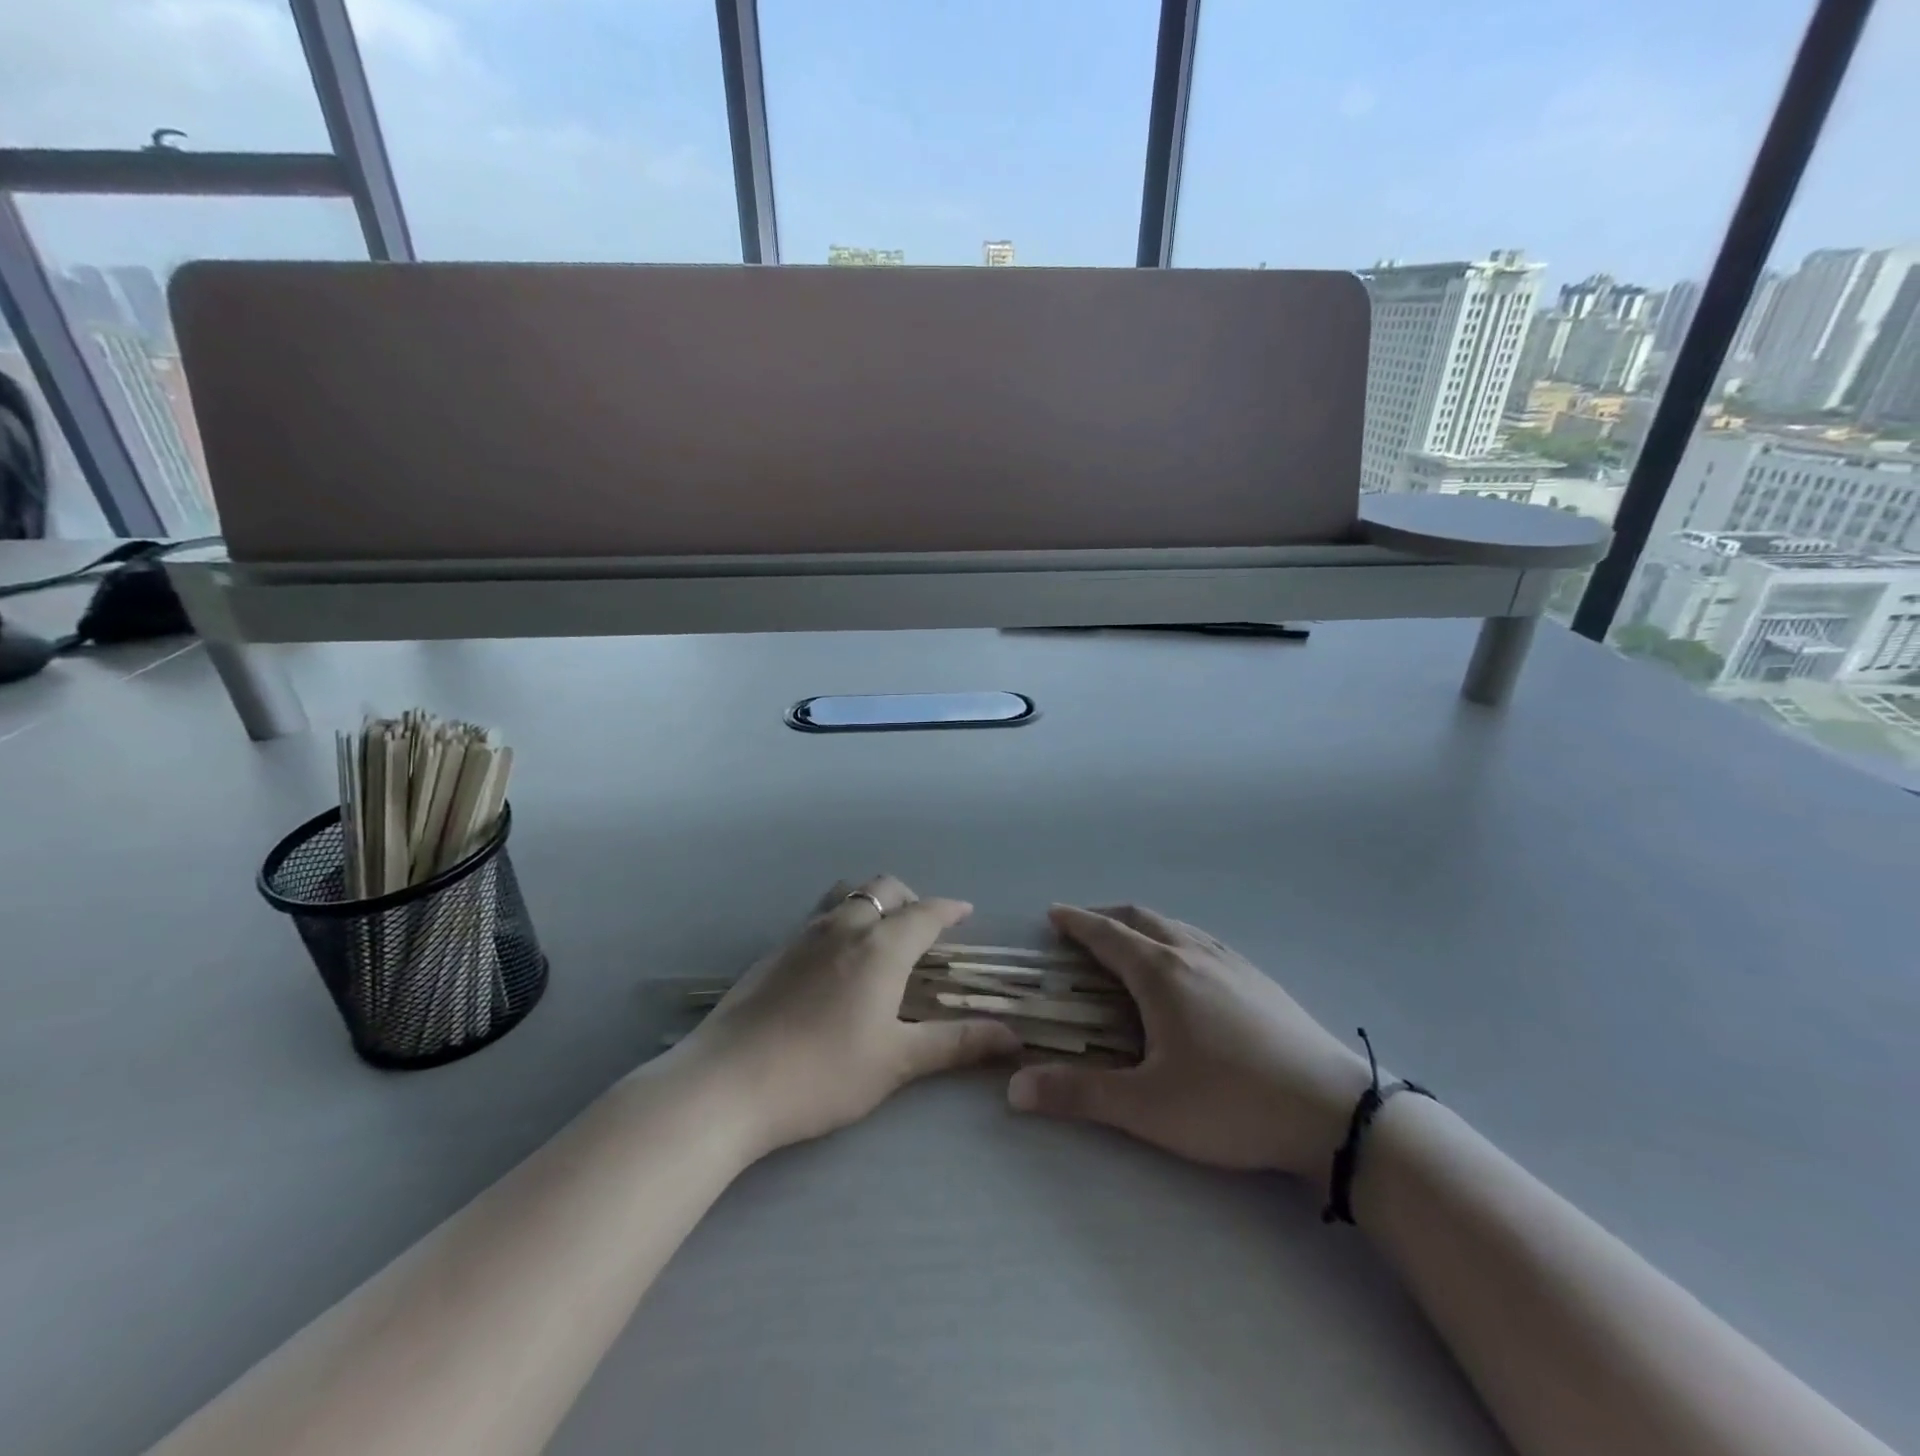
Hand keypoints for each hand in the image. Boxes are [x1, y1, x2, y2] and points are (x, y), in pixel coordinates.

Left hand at [680, 876, 1022, 1156]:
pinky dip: (841, 921)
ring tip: (880, 936)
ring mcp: (802, 935)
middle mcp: (843, 926)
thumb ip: (956, 1044)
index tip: (965, 912)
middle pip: (883, 889)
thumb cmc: (823, 1072)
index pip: (925, 913)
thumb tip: (1012, 1038)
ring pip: (846, 895)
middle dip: (910, 899)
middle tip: (922, 928)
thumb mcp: (896, 1062)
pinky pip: (818, 917)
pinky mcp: (773, 952)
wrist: (727, 1083)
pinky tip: (835, 963)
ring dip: (871, 903)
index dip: (949, 910)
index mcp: (880, 946)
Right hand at [1007, 905, 1372, 1177]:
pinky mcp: (1259, 978)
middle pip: (1141, 918)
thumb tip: (1013, 1089)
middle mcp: (1193, 953)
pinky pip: (1203, 941)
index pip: (1107, 934)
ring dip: (1143, 926)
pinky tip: (1187, 967)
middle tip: (1083, 927)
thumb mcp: (1147, 1107)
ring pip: (1176, 926)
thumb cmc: (1230, 1102)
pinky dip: (1175, 938)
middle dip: (1106, 916)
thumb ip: (1079, 1095)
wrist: (1333, 1110)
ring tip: (1130, 943)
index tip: (1053, 913)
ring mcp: (1231, 962)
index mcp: (1160, 973)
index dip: (1076, 922)